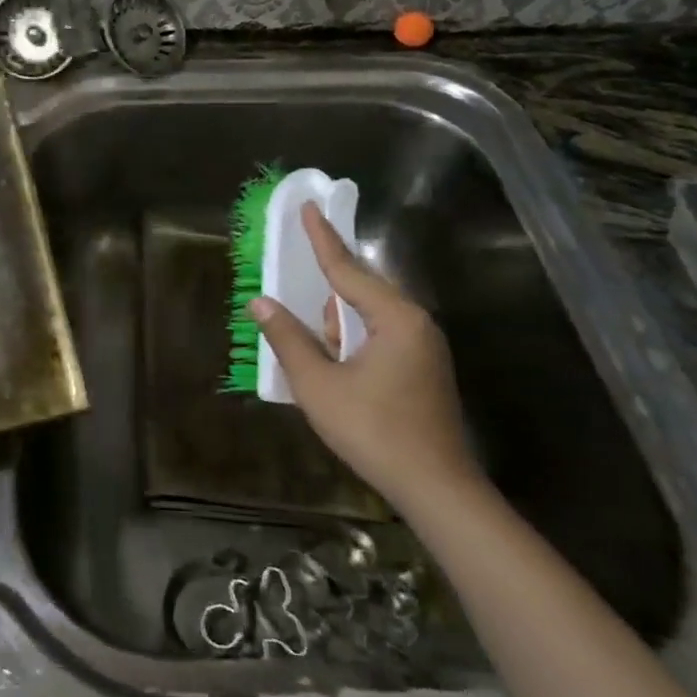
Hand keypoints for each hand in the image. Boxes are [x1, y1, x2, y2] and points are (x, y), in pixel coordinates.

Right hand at [250, 202, 479, 511]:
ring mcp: (423, 347)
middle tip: (297, 273)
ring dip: (337, 324)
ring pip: (368, 317)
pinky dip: (351, 339)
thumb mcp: (318, 384)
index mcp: (394, 318)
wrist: (435, 489)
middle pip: (360, 289)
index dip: (322, 238)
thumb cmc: (374, 431)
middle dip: (326, 288)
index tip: (308, 208)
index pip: (348, 269)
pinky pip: (379, 336)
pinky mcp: (422, 369)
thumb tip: (260, 303)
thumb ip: (288, 339)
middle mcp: (414, 323)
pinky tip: (334, 362)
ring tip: (314, 346)